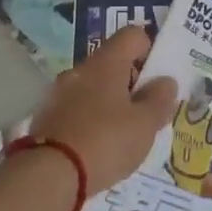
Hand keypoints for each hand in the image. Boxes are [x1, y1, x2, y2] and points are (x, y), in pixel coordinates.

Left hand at [30, 26, 176, 193]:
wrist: (49, 175)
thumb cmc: (106, 141)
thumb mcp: (146, 124)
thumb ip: (160, 99)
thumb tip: (165, 81)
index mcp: (106, 62)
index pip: (132, 35)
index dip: (149, 49)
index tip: (157, 79)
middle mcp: (79, 70)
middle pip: (112, 63)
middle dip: (131, 83)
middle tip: (146, 112)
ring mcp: (58, 93)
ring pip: (93, 87)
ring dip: (110, 102)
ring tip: (123, 135)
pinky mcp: (46, 117)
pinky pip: (76, 109)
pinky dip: (90, 120)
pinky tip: (98, 146)